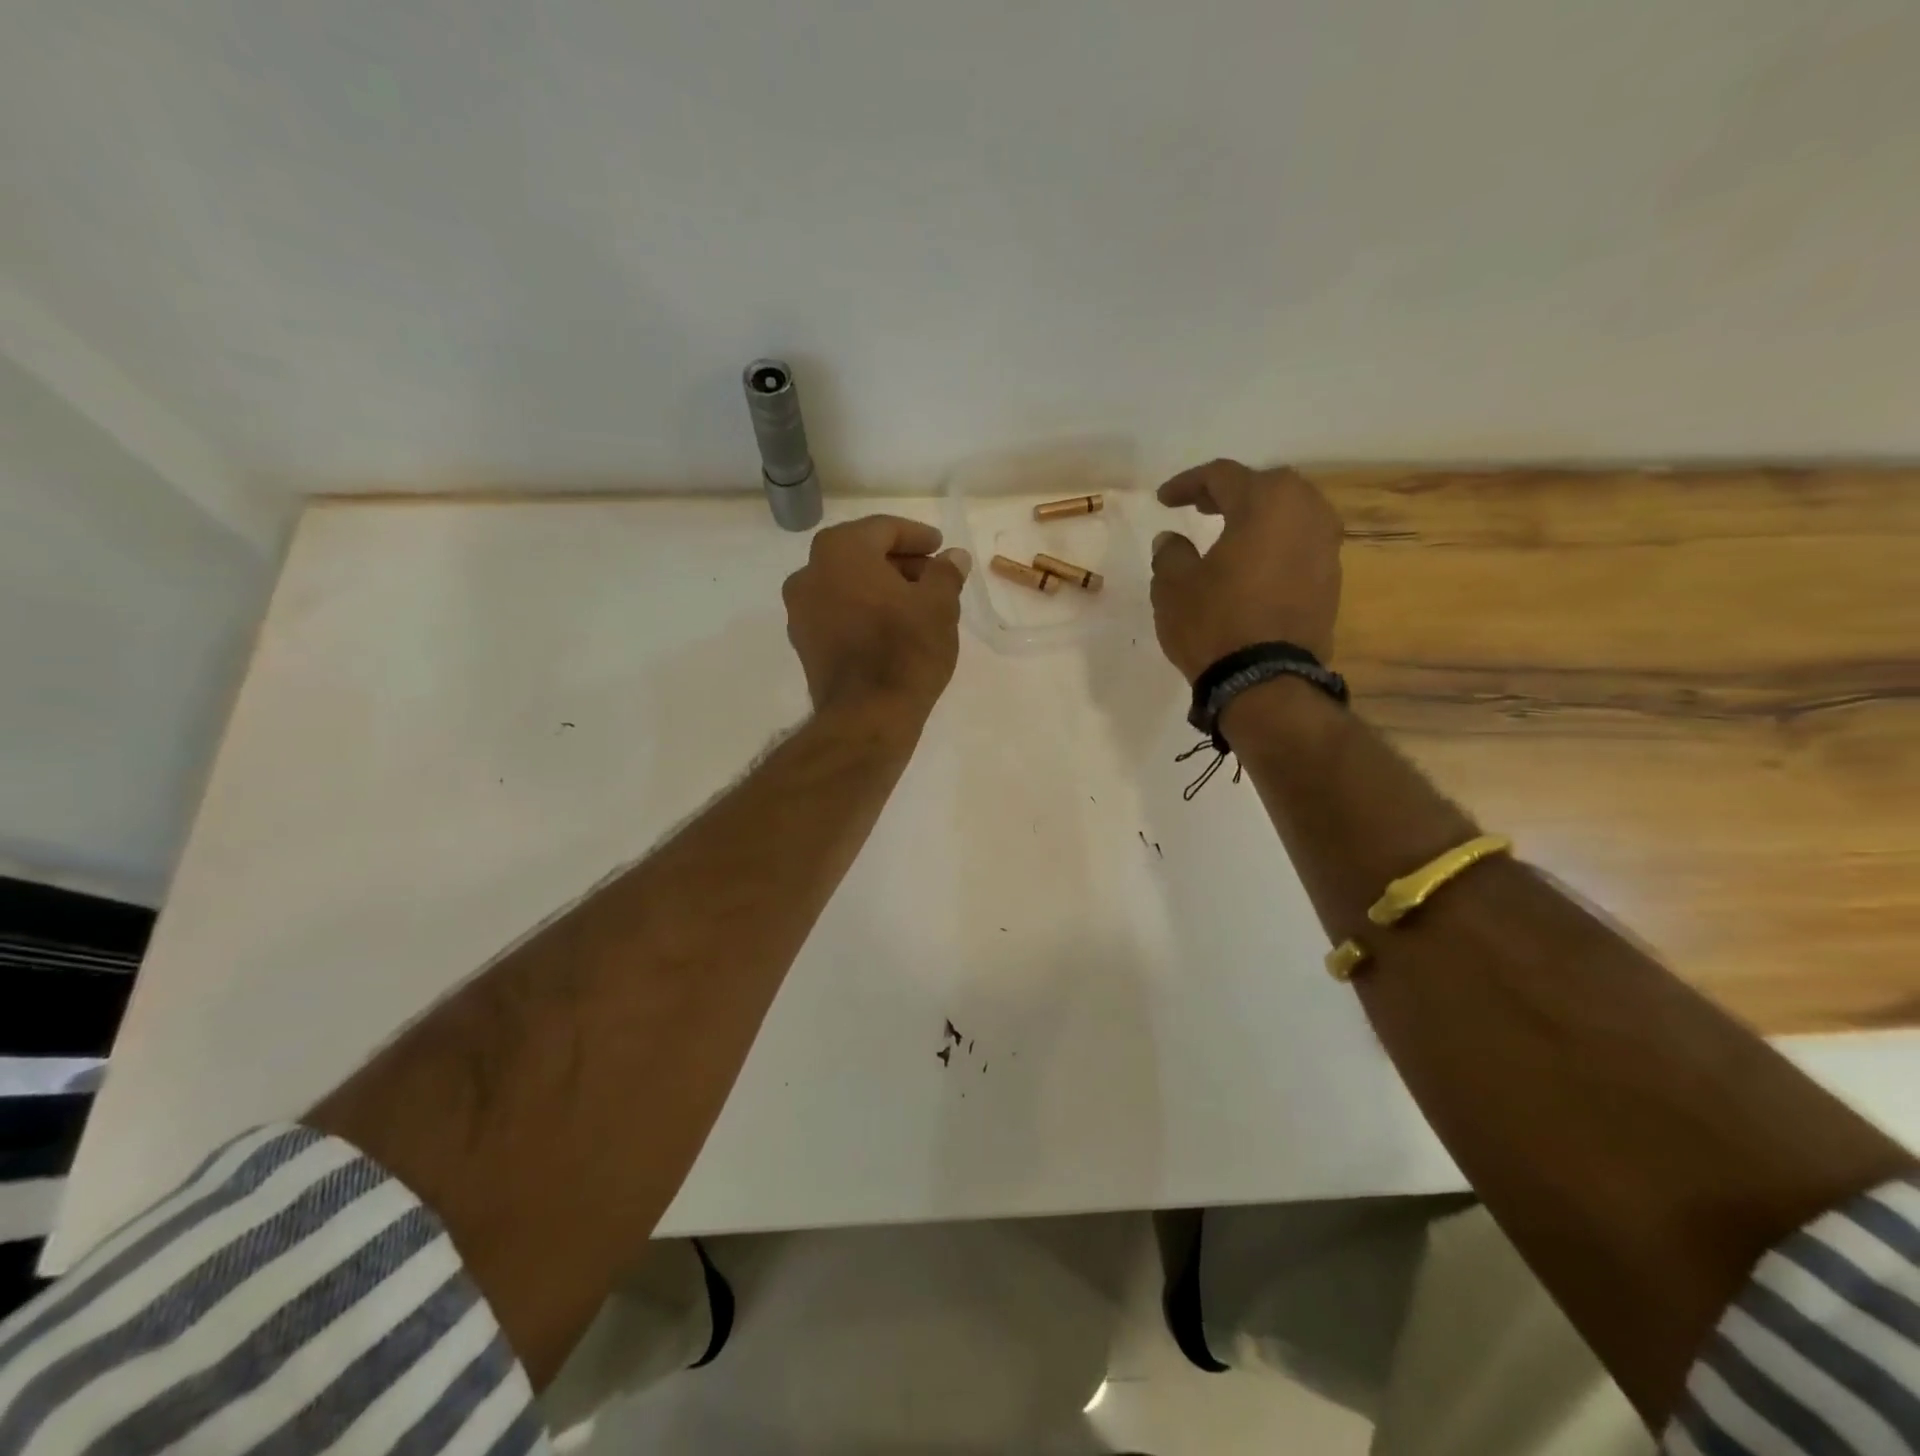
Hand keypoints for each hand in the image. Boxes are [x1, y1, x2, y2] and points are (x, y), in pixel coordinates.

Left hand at [782, 515, 970, 718]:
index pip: (883, 529)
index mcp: (840, 551)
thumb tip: (953, 557)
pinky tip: (893, 628)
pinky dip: (864, 611)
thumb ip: (946, 573)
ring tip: (918, 605)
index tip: (940, 547)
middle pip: (861, 555)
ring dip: (881, 588)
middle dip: (899, 563)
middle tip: (934, 577)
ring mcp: (800, 611)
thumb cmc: (906, 651)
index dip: (917, 536)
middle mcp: (809, 573)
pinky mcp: (804, 644)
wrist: (867, 717)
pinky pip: (838, 613)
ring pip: (848, 585)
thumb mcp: (939, 606)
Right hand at [1149, 460, 1342, 681]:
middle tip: (1201, 508)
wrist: (1266, 682)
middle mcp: (1306, 513)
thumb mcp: (1173, 586)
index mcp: (1266, 503)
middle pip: (1266, 486)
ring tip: (1229, 534)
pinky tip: (1252, 564)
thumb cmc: (1214, 624)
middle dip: (1230, 493)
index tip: (1164, 500)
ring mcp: (1326, 547)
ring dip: (1258, 518)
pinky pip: (1300, 545)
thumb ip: (1170, 553)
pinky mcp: (1331, 580)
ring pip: (1290, 514)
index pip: (1223, 476)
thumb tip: (1171, 540)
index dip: (1188, 484)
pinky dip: (1275, 544)